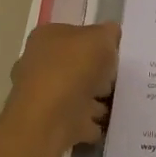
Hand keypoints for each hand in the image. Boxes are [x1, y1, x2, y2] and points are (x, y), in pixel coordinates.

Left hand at [7, 23, 119, 147]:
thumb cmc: (73, 69)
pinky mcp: (50, 124)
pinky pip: (79, 120)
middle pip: (75, 65)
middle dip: (96, 73)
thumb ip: (108, 33)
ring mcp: (42, 97)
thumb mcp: (101, 37)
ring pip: (77, 93)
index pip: (74, 34)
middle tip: (117, 77)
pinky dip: (92, 122)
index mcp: (45, 38)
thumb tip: (110, 34)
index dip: (96, 42)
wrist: (51, 121)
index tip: (114, 53)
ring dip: (96, 99)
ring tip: (118, 101)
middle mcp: (37, 64)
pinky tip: (110, 121)